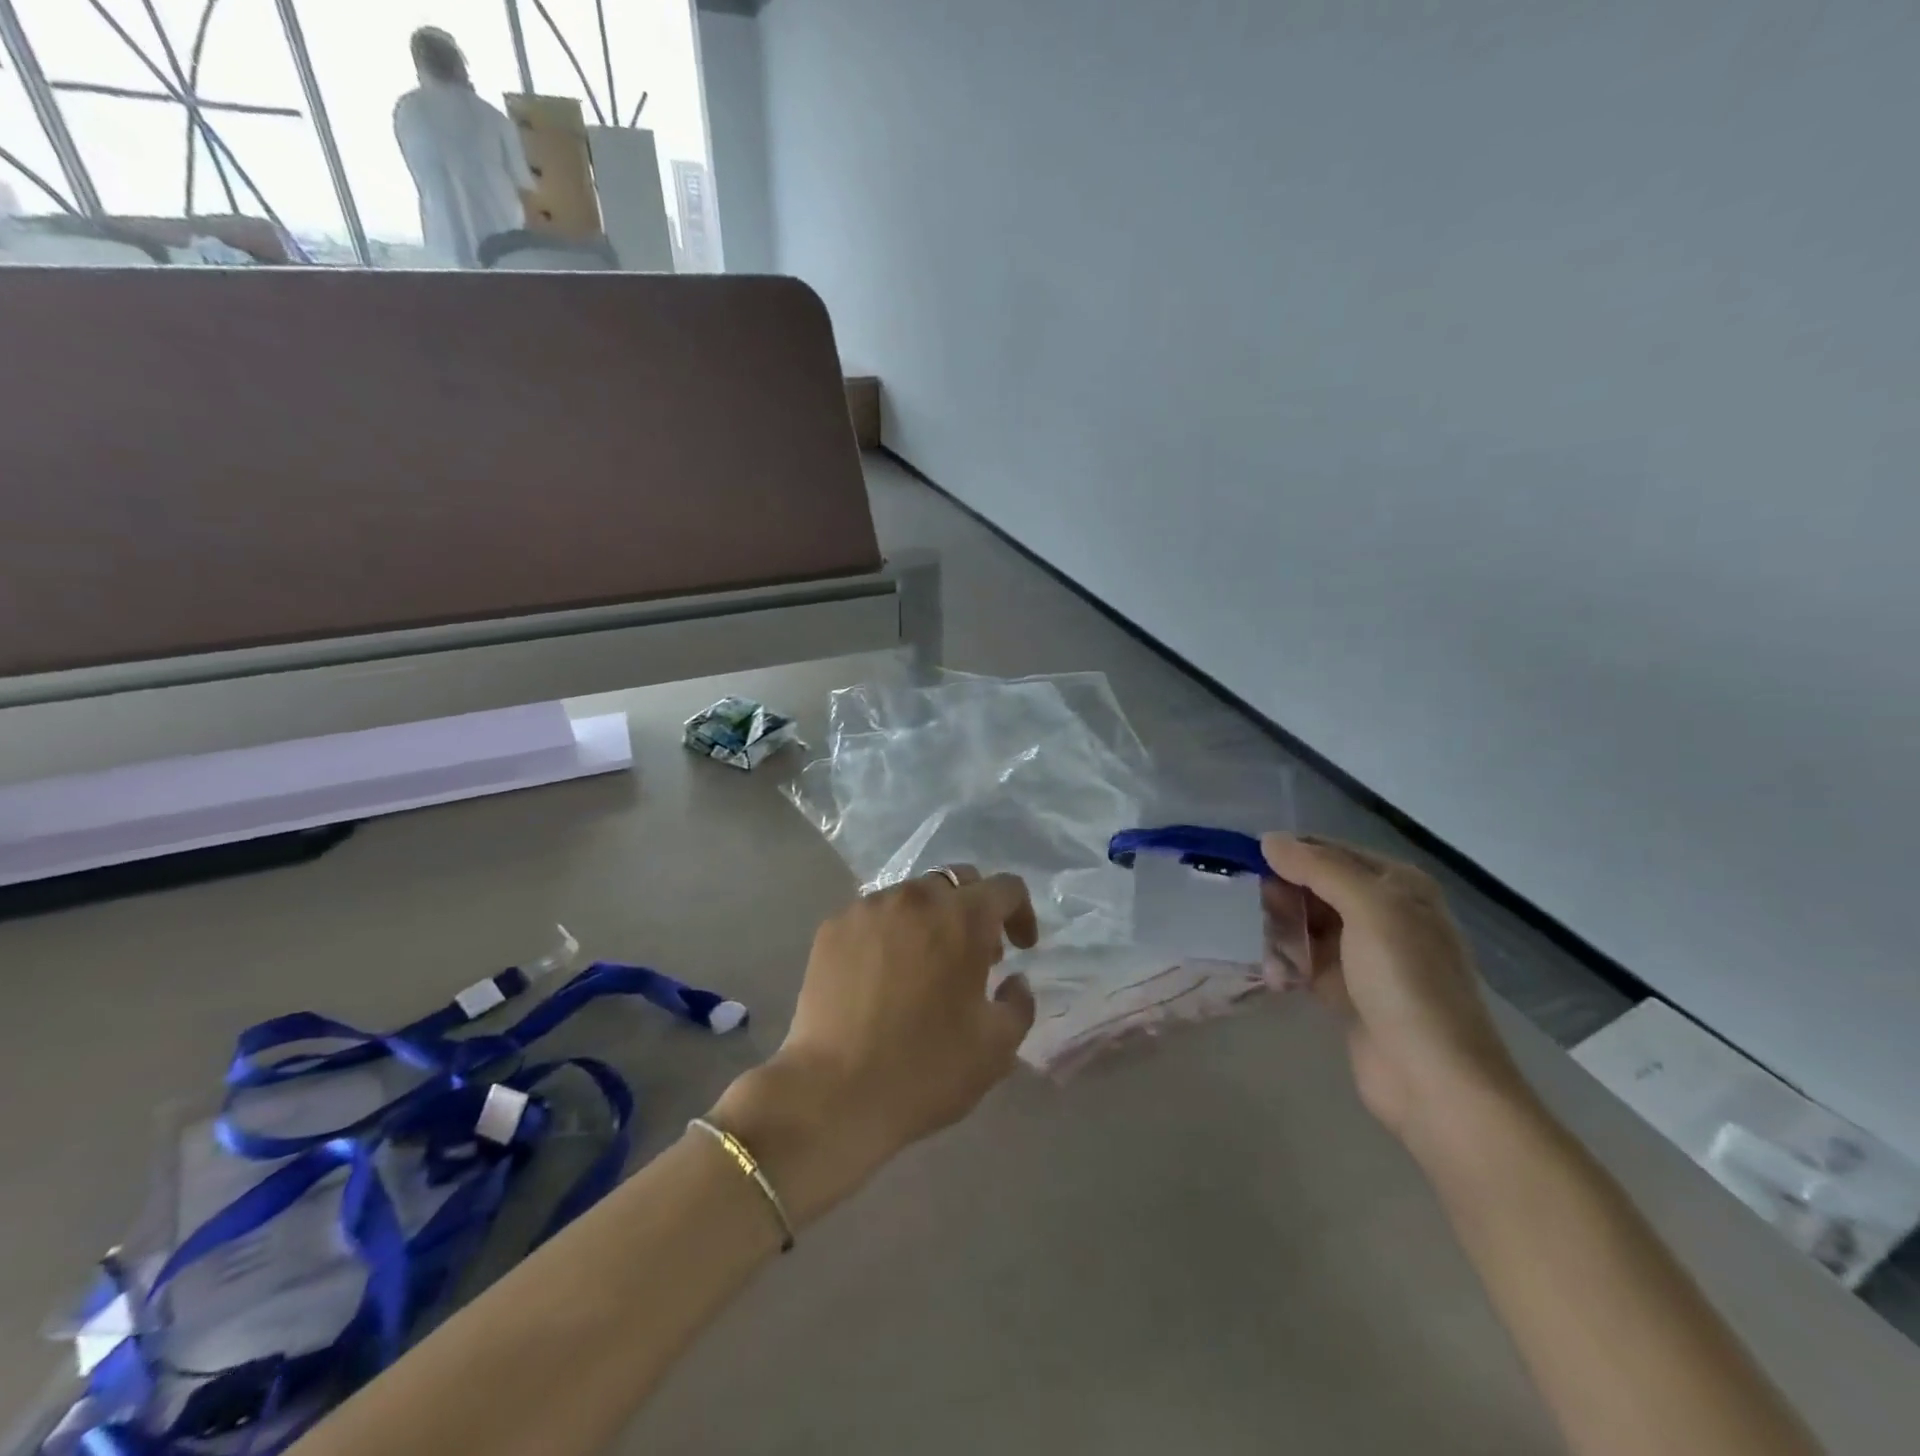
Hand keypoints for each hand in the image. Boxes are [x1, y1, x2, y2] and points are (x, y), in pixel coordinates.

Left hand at [709, 866, 1038, 1226]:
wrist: (835, 1092)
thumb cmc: (927, 1068)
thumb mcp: (997, 1046)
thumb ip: (1019, 1002)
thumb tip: (1014, 980)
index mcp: (963, 916)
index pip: (1006, 887)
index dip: (1021, 913)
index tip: (1021, 948)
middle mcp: (916, 897)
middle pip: (956, 882)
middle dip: (974, 910)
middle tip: (975, 956)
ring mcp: (868, 908)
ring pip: (911, 897)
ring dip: (929, 920)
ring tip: (925, 965)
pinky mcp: (832, 928)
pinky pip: (873, 916)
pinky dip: (889, 934)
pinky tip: (883, 976)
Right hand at [1261, 835, 1529, 1146]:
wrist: (1436, 1080)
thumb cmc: (1407, 984)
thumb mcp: (1368, 911)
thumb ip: (1319, 869)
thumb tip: (1270, 840)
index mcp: (1398, 886)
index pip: (1332, 851)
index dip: (1291, 854)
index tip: (1247, 864)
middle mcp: (1385, 913)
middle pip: (1316, 887)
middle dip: (1283, 896)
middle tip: (1254, 912)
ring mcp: (1367, 955)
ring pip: (1308, 925)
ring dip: (1281, 932)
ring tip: (1266, 952)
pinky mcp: (1350, 991)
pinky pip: (1308, 962)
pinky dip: (1288, 964)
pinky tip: (1274, 977)